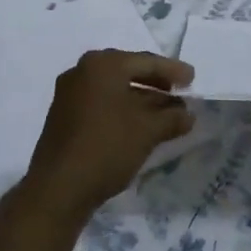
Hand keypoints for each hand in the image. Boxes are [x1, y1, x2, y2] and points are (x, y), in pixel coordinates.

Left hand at [16, 50, 193, 229]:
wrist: (57, 189)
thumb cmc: (107, 147)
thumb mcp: (148, 131)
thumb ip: (172, 118)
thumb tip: (189, 114)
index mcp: (103, 64)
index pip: (146, 61)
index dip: (173, 71)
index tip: (193, 80)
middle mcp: (83, 70)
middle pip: (128, 71)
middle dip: (156, 83)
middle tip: (180, 92)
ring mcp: (70, 92)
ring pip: (114, 89)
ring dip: (141, 99)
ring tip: (165, 113)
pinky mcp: (64, 114)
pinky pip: (101, 102)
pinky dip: (122, 109)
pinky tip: (139, 125)